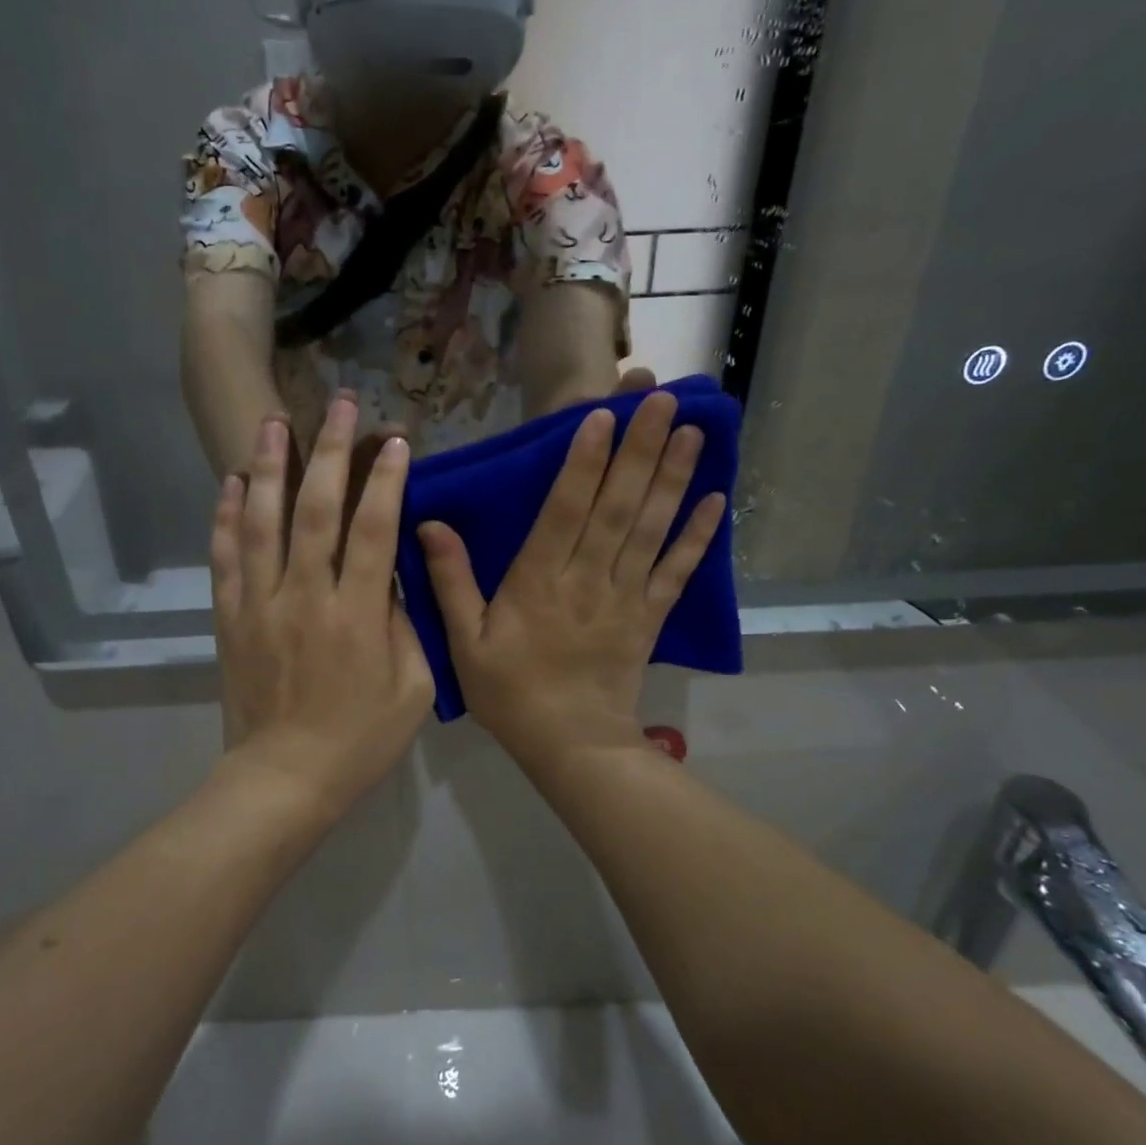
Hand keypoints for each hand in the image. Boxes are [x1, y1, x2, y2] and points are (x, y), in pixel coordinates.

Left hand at [211, 398, 434, 814]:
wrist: (283, 779)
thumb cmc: (360, 739)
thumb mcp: (413, 688)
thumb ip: (406, 625)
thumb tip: (391, 576)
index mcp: (358, 616)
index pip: (374, 531)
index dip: (386, 480)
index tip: (394, 440)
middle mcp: (305, 597)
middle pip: (316, 510)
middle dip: (329, 451)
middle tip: (337, 403)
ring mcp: (260, 604)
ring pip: (261, 522)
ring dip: (268, 467)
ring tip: (273, 420)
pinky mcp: (230, 618)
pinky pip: (224, 558)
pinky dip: (225, 517)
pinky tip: (229, 482)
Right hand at [417, 391, 725, 764]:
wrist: (571, 746)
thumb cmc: (511, 693)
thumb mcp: (465, 643)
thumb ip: (451, 583)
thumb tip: (429, 524)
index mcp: (539, 582)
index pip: (564, 510)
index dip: (583, 462)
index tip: (602, 416)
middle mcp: (588, 579)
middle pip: (617, 506)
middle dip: (639, 449)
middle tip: (660, 398)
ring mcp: (626, 596)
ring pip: (651, 529)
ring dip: (672, 478)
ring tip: (691, 429)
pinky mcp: (651, 616)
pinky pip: (677, 572)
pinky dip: (697, 536)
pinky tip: (716, 499)